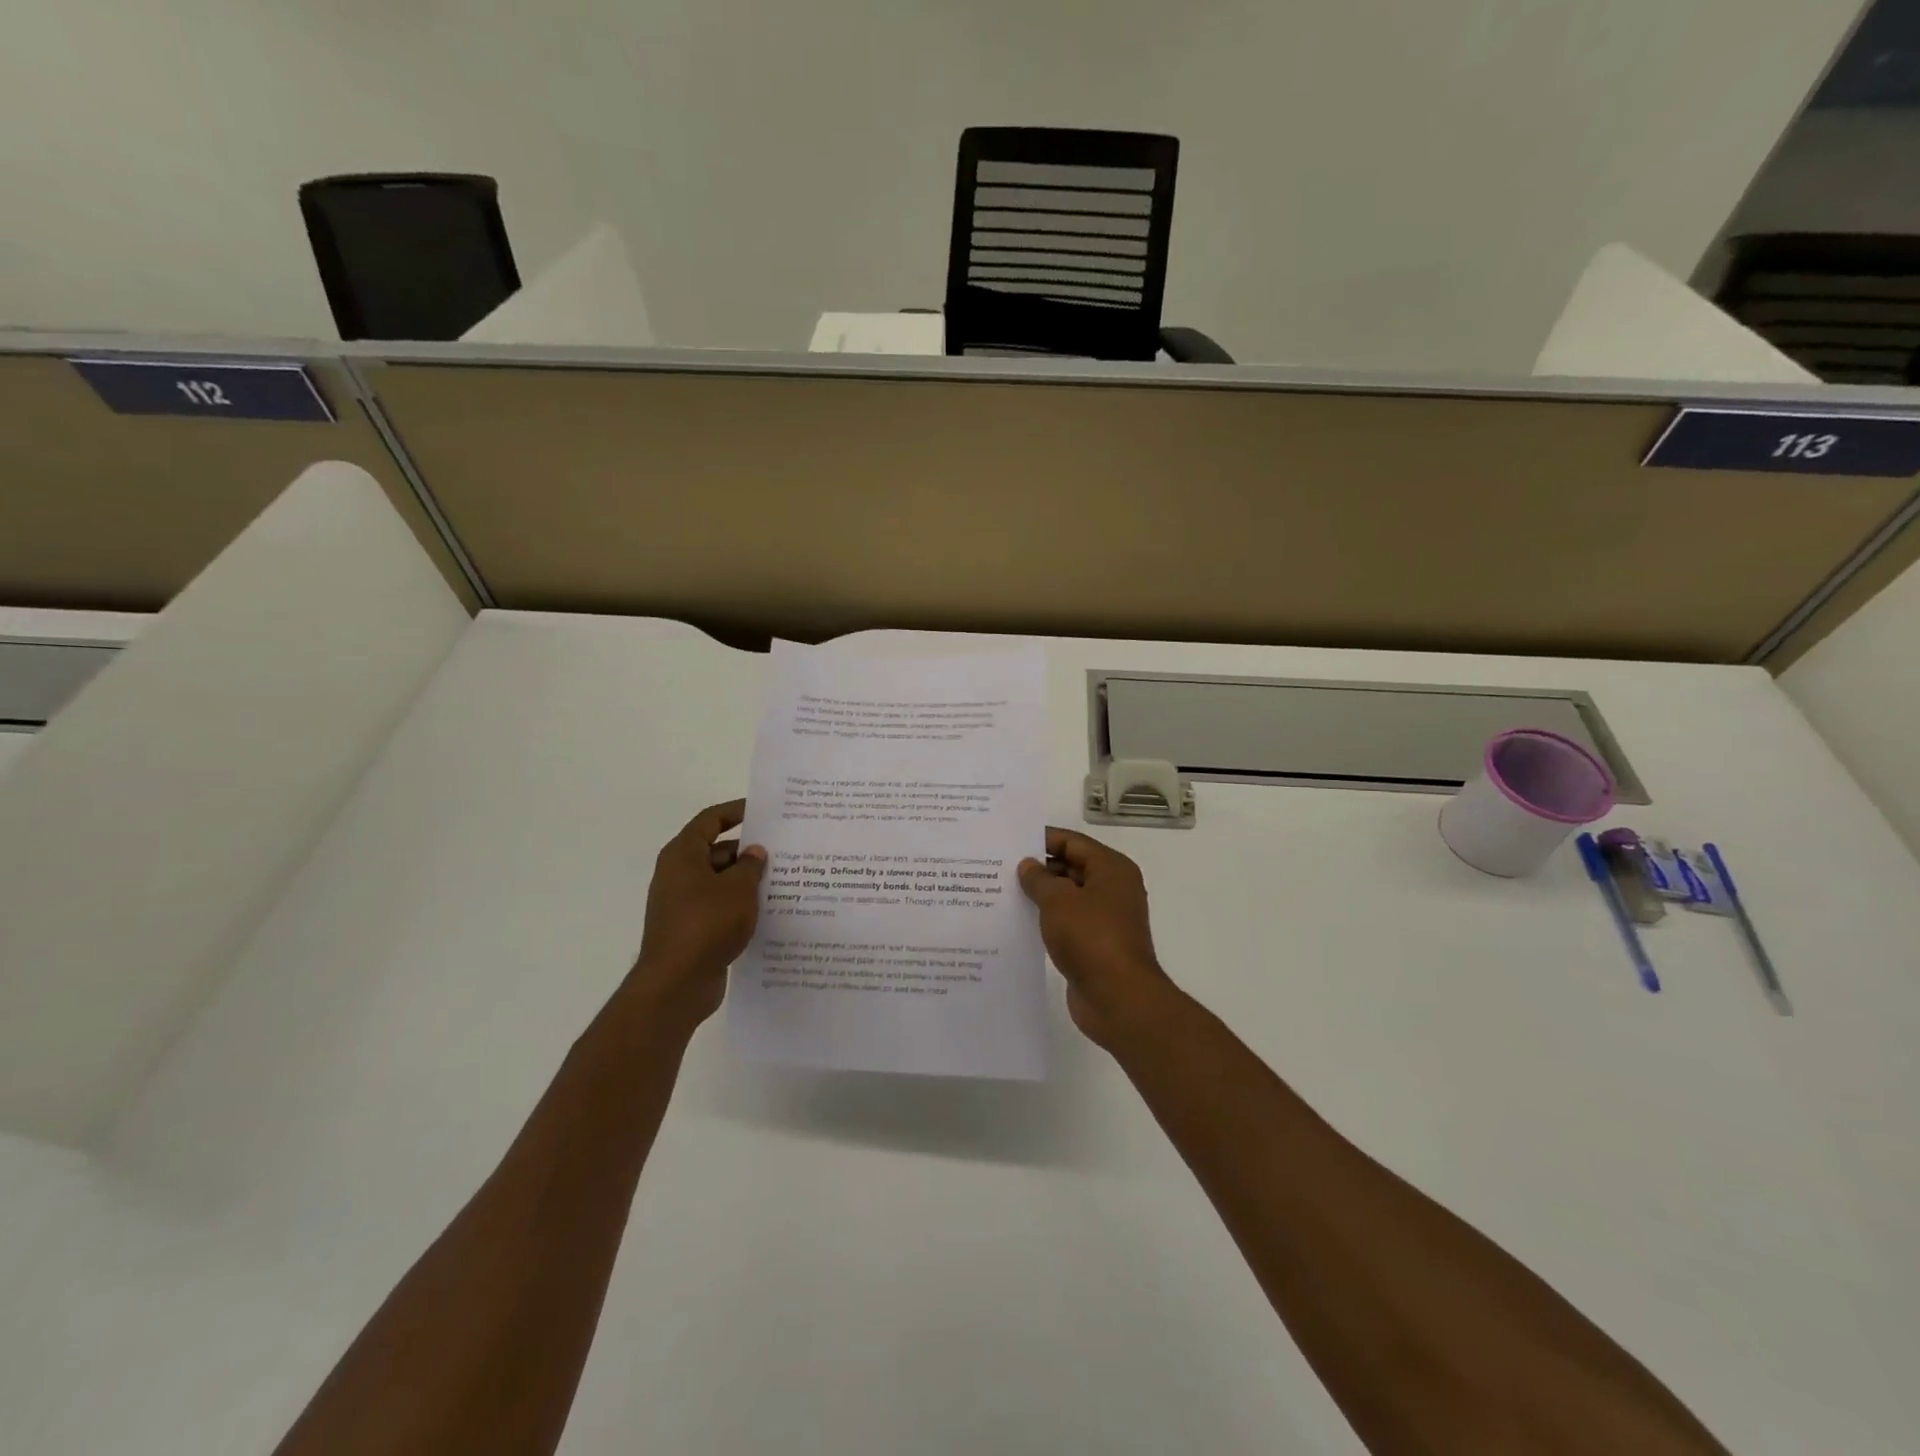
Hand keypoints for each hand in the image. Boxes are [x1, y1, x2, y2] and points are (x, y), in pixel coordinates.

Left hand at [630, 800, 766, 1029]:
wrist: (677, 984)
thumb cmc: (706, 924)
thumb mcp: (738, 888)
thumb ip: (750, 865)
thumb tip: (754, 851)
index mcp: (682, 855)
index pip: (710, 820)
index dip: (735, 811)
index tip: (762, 811)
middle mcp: (678, 875)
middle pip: (716, 851)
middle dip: (748, 851)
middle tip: (783, 851)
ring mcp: (683, 904)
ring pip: (720, 882)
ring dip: (747, 880)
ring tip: (783, 880)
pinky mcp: (692, 929)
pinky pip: (720, 907)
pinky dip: (740, 905)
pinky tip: (768, 912)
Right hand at [1018, 828, 1180, 1051]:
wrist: (1118, 998)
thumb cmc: (1091, 937)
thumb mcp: (1058, 900)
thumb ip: (1039, 879)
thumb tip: (1028, 865)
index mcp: (1112, 869)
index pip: (1073, 842)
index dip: (1042, 840)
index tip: (1009, 843)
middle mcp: (1113, 889)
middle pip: (1072, 867)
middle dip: (1039, 868)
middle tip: (1000, 868)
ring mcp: (1106, 919)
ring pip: (1068, 897)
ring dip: (1041, 896)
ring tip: (1003, 892)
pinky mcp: (1096, 945)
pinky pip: (1067, 923)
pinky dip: (1047, 920)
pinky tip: (1019, 922)